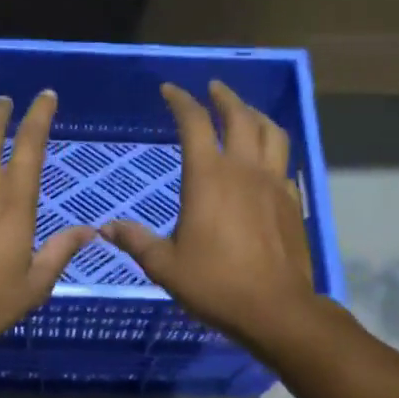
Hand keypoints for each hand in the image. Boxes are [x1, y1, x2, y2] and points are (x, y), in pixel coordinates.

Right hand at [101, 81, 317, 347]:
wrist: (275, 308)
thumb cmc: (214, 283)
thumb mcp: (165, 265)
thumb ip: (136, 241)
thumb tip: (106, 228)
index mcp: (208, 176)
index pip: (195, 122)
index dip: (181, 101)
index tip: (170, 91)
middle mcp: (243, 169)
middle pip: (239, 116)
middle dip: (224, 97)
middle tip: (212, 89)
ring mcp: (273, 182)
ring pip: (271, 132)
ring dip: (255, 115)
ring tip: (245, 112)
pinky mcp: (292, 201)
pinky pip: (284, 161)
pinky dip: (273, 148)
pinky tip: (266, 159)